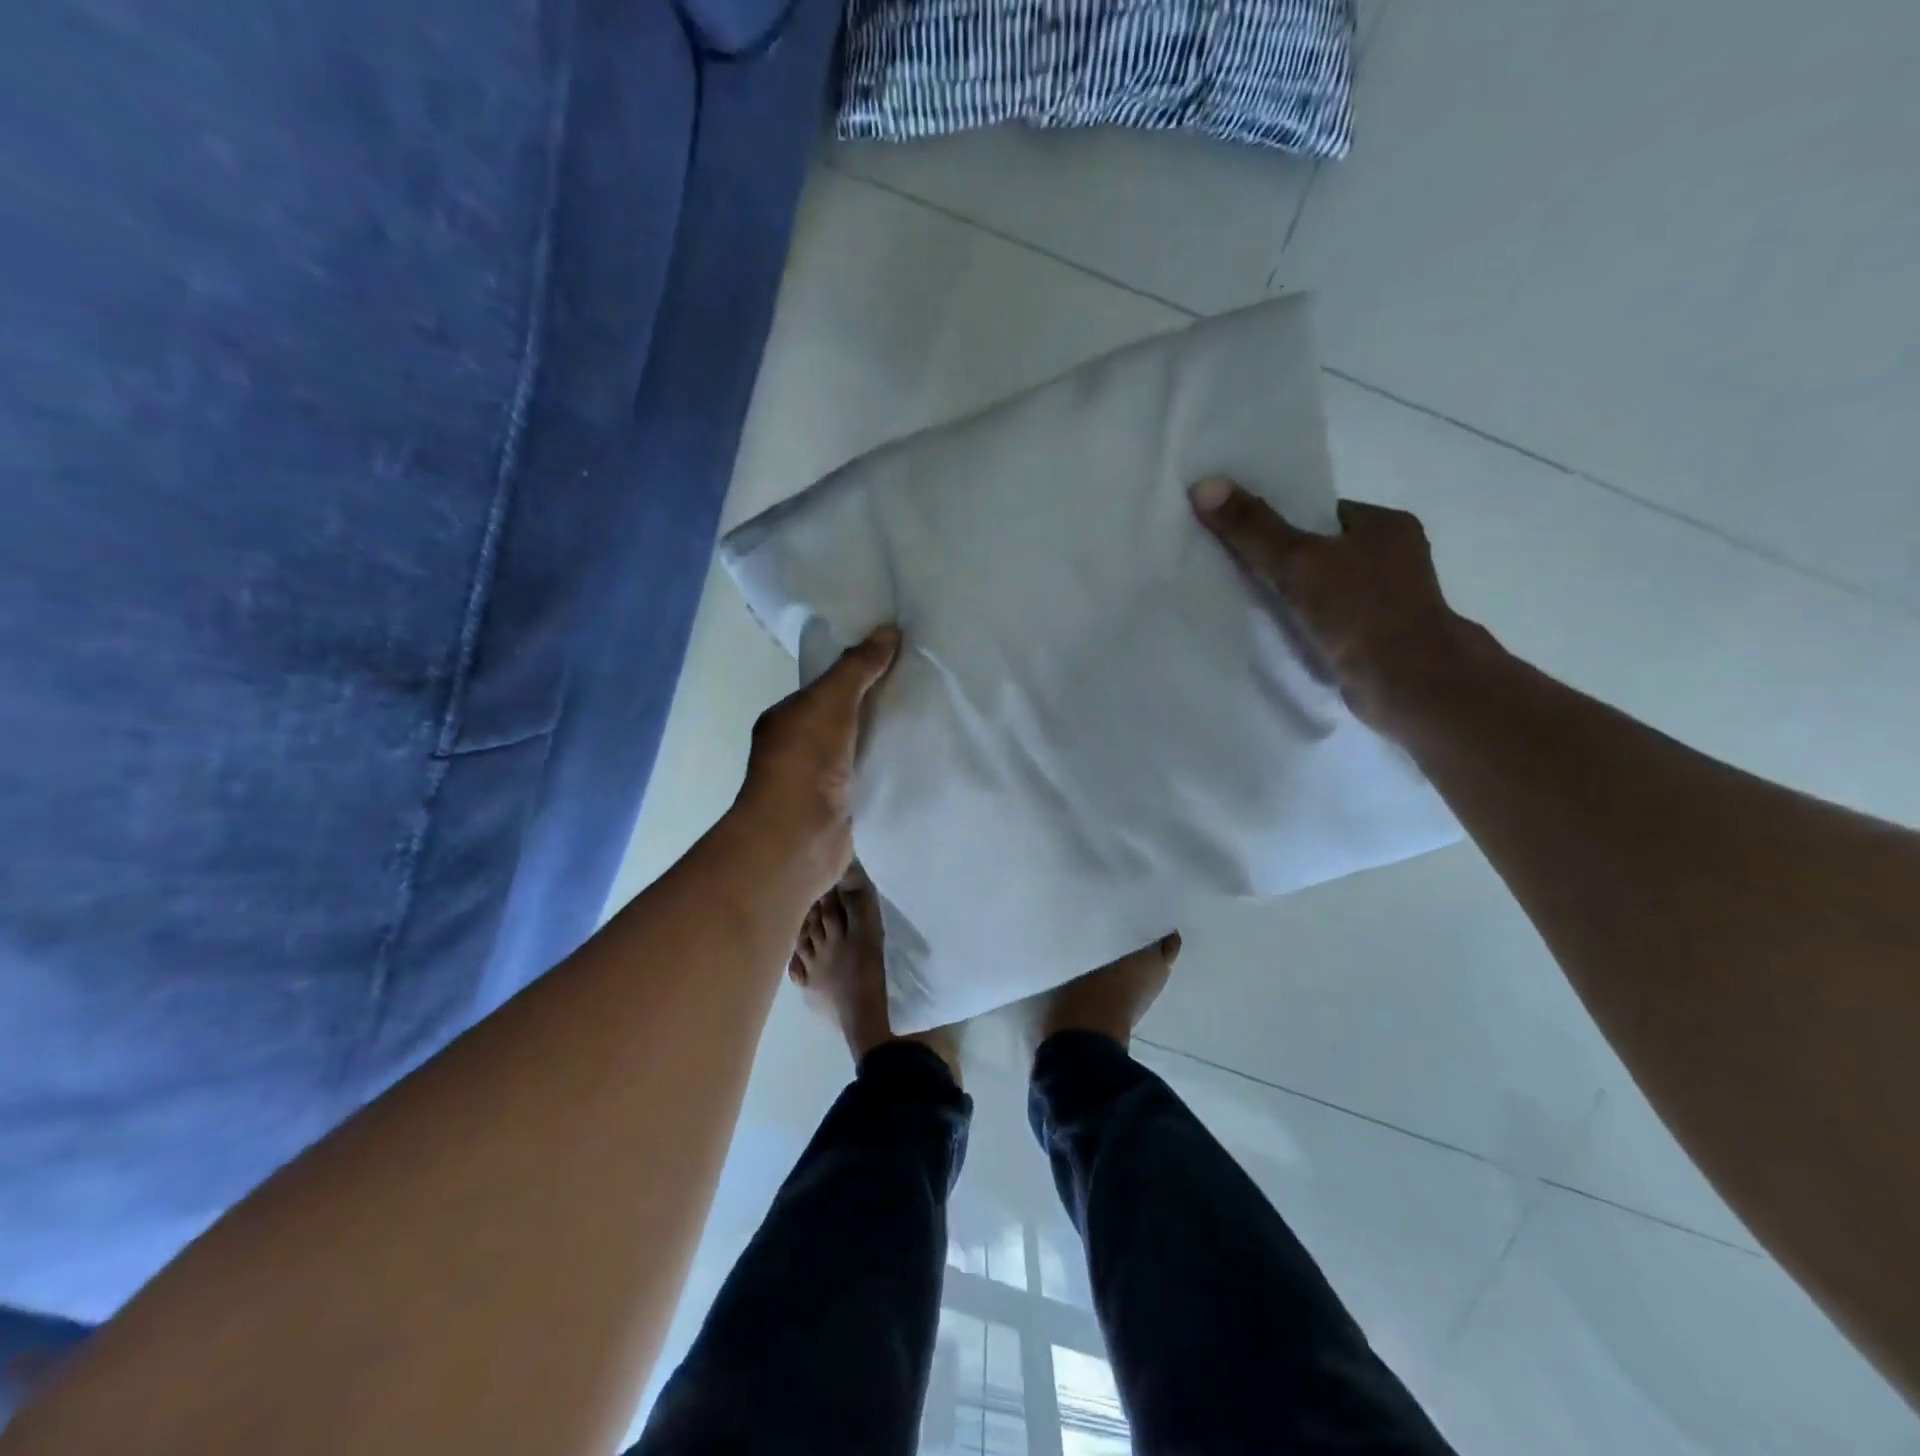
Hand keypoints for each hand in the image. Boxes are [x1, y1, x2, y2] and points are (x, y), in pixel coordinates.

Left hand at [730, 627, 899, 902]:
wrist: (800, 838)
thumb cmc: (804, 762)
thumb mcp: (829, 701)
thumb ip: (857, 668)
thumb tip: (888, 630)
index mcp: (787, 719)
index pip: (826, 688)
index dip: (858, 672)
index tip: (897, 659)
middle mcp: (800, 748)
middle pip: (847, 717)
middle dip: (878, 705)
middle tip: (924, 685)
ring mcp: (822, 781)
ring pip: (861, 749)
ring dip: (887, 738)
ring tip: (932, 717)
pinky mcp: (845, 807)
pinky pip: (873, 778)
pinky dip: (892, 768)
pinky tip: (923, 757)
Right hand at [1190, 478, 1484, 736]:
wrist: (1409, 685)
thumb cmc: (1360, 612)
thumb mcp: (1297, 562)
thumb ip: (1253, 527)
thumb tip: (1204, 485)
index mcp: (1387, 525)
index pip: (1322, 513)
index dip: (1282, 523)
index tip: (1244, 538)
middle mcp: (1396, 556)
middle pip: (1323, 550)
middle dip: (1286, 562)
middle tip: (1238, 573)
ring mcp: (1391, 600)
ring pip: (1326, 588)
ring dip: (1295, 598)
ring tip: (1250, 606)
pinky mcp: (1381, 637)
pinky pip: (1332, 621)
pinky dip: (1308, 626)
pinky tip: (1280, 635)